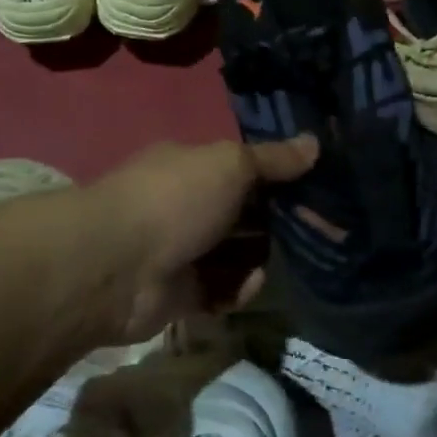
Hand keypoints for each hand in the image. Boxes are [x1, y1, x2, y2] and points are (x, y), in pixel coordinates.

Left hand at [84, 136, 318, 344]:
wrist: (116, 267)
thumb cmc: (175, 200)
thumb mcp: (230, 165)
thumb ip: (273, 159)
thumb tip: (315, 142)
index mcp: (192, 166)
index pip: (244, 168)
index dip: (280, 176)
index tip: (317, 186)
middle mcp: (187, 205)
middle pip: (244, 212)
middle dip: (278, 221)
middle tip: (320, 229)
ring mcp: (183, 251)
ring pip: (236, 254)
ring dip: (261, 257)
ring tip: (290, 260)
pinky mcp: (182, 294)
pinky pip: (222, 289)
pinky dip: (238, 288)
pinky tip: (248, 284)